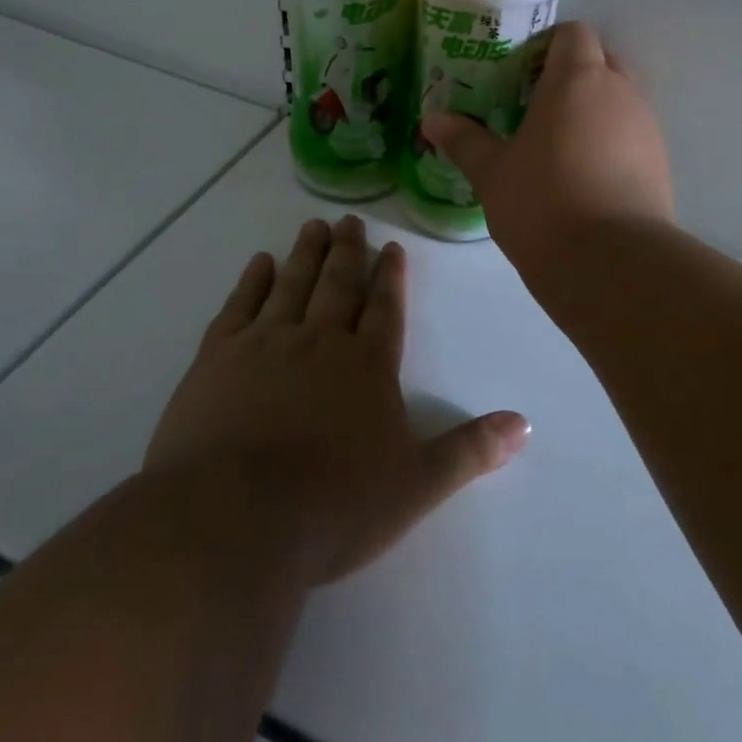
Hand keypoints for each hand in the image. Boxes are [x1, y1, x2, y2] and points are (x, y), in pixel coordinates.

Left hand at [144, 216, 529, 586]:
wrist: (235, 520)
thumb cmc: (335, 505)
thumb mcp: (417, 485)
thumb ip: (470, 451)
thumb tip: (524, 425)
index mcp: (367, 366)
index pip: (385, 309)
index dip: (390, 277)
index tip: (392, 246)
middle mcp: (319, 342)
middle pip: (337, 285)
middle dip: (347, 252)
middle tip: (349, 221)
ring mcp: (264, 345)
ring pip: (291, 286)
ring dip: (305, 255)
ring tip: (313, 226)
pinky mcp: (216, 359)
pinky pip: (239, 307)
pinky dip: (251, 282)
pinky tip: (258, 263)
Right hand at [422, 23, 673, 278]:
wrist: (611, 263)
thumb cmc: (542, 203)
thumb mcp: (492, 173)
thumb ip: (464, 141)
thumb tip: (432, 120)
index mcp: (578, 79)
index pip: (574, 34)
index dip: (548, 46)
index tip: (520, 75)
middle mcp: (620, 92)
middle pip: (603, 61)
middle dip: (573, 75)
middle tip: (536, 107)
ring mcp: (647, 128)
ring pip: (621, 100)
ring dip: (594, 111)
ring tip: (558, 146)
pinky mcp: (661, 164)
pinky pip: (633, 136)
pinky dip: (611, 143)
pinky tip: (584, 178)